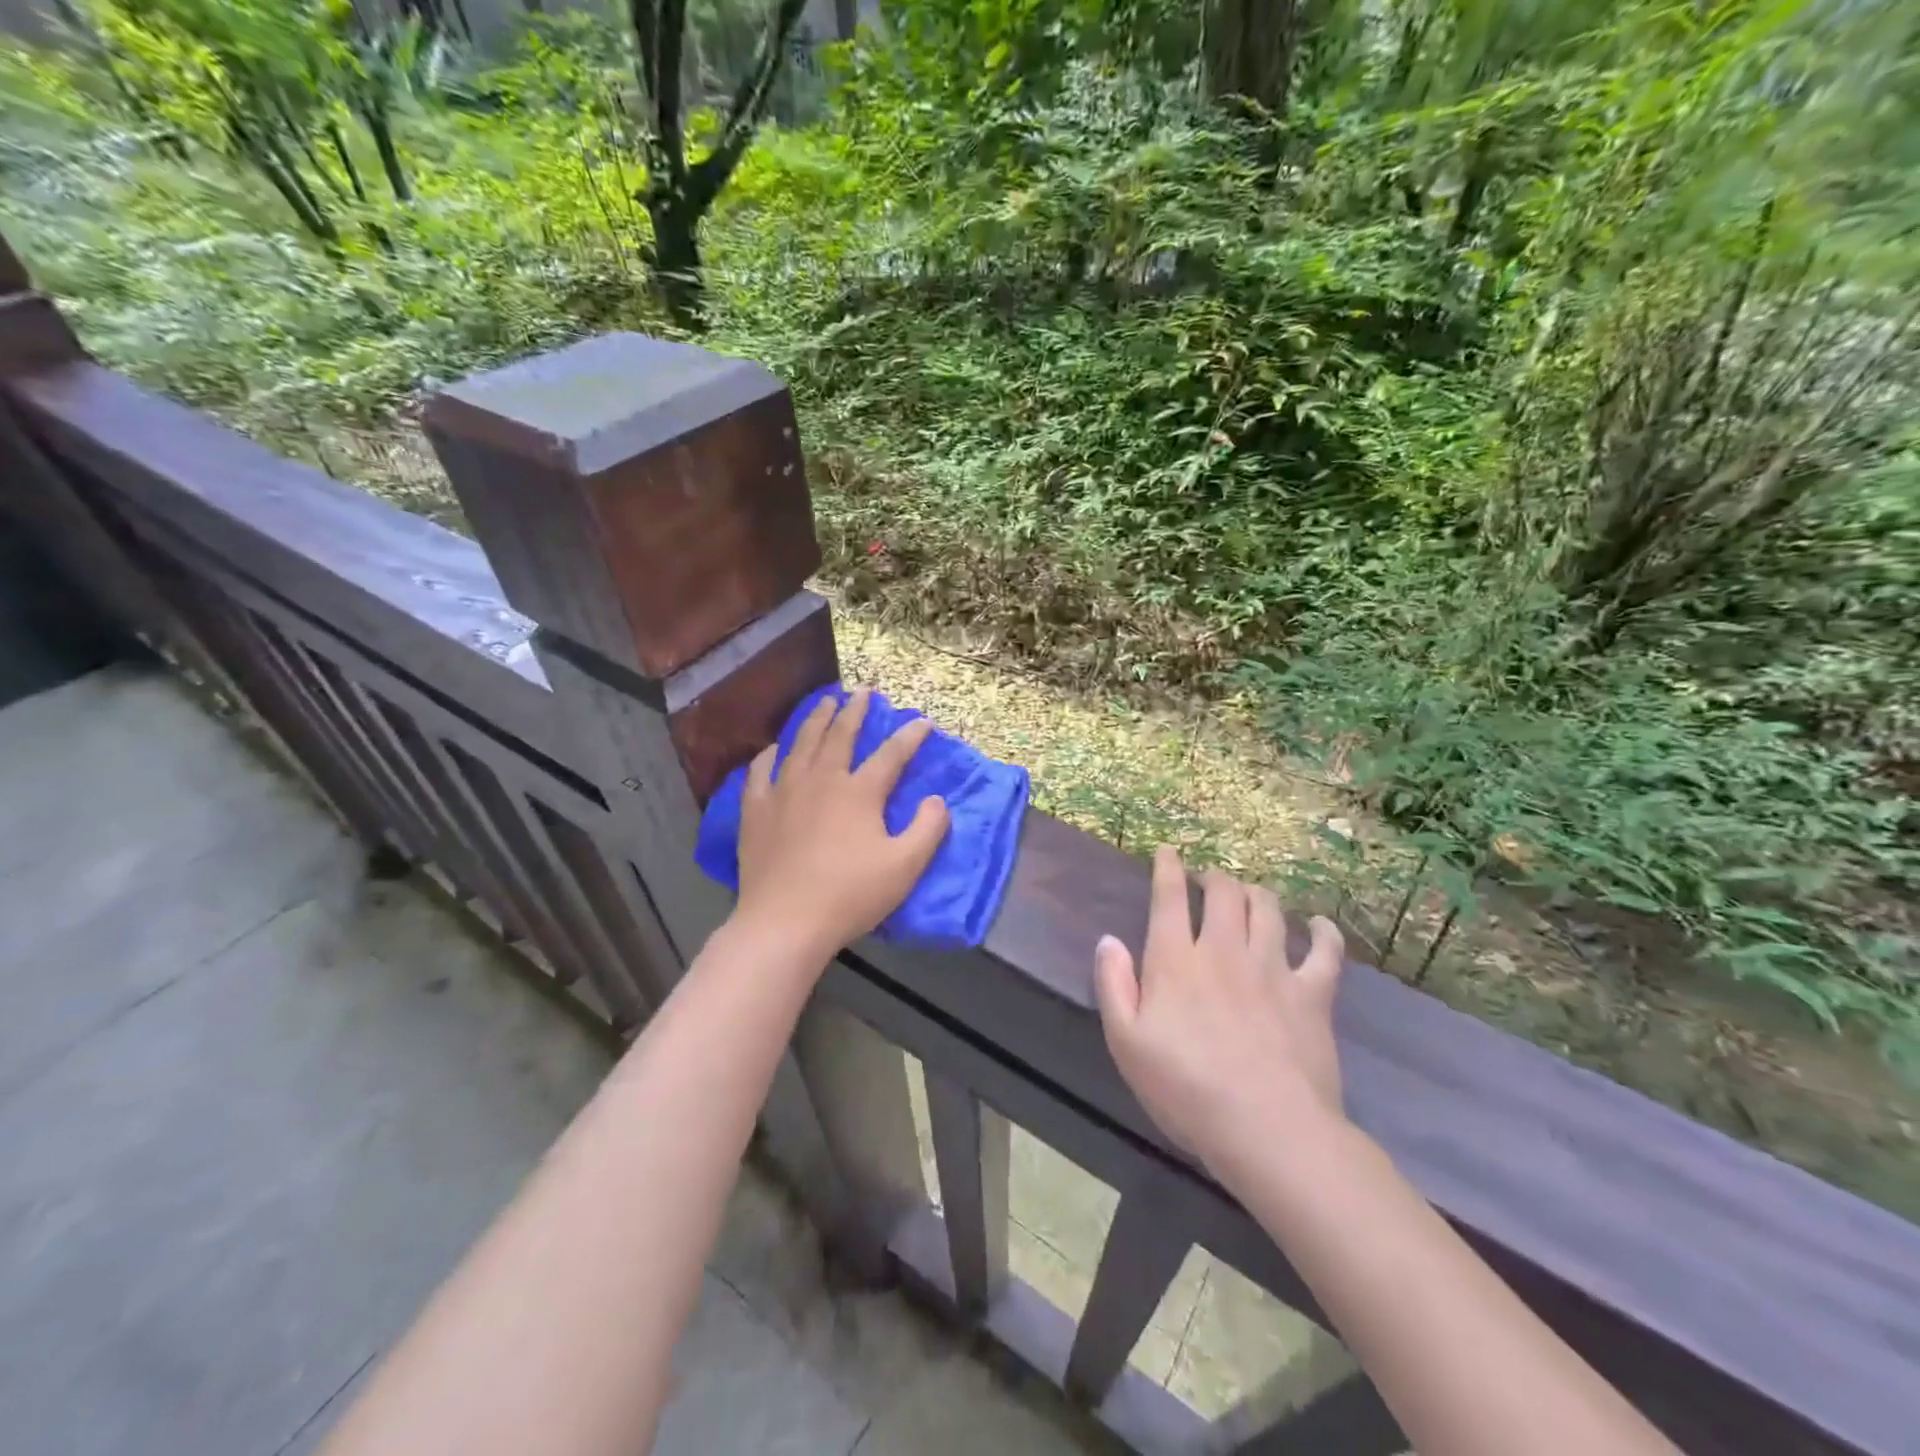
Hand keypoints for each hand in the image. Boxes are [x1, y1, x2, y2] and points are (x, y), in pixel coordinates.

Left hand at [734, 688, 950, 960]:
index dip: (910, 736)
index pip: (891, 755)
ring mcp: (783, 792)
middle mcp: (821, 781)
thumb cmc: (850, 895)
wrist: (785, 922)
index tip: (922, 721)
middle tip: (863, 692)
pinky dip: (770, 755)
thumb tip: (936, 800)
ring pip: (801, 744)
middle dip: (855, 711)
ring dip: (815, 720)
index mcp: (859, 793)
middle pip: (840, 736)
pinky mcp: (756, 810)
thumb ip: (928, 829)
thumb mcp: (905, 867)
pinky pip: (760, 771)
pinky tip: (774, 749)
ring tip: (824, 702)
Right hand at [1094, 846, 1346, 1179]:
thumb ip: (1113, 985)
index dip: (1167, 868)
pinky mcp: (1313, 994)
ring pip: (1267, 909)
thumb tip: (1109, 940)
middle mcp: (1224, 950)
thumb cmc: (1185, 1089)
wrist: (1267, 1129)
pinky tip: (1317, 926)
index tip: (1167, 852)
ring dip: (1256, 893)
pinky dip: (1322, 932)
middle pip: (1223, 892)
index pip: (1169, 897)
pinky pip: (1324, 951)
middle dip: (1213, 876)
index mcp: (1176, 960)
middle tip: (1208, 880)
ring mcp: (1272, 968)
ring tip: (1249, 895)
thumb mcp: (1126, 1043)